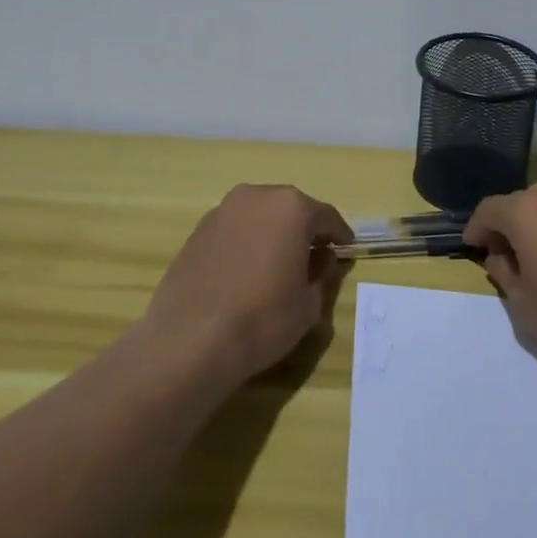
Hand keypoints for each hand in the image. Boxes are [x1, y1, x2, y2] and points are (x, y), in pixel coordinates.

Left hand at [142, 184, 352, 386]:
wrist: (190, 340)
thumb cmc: (263, 319)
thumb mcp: (309, 303)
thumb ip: (322, 273)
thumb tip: (321, 258)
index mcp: (291, 208)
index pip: (326, 217)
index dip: (339, 235)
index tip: (346, 250)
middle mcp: (257, 197)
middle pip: (291, 209)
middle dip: (304, 230)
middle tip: (313, 257)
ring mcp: (223, 211)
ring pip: (260, 216)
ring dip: (273, 233)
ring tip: (277, 265)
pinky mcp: (198, 230)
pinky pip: (235, 229)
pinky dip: (247, 242)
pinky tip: (246, 271)